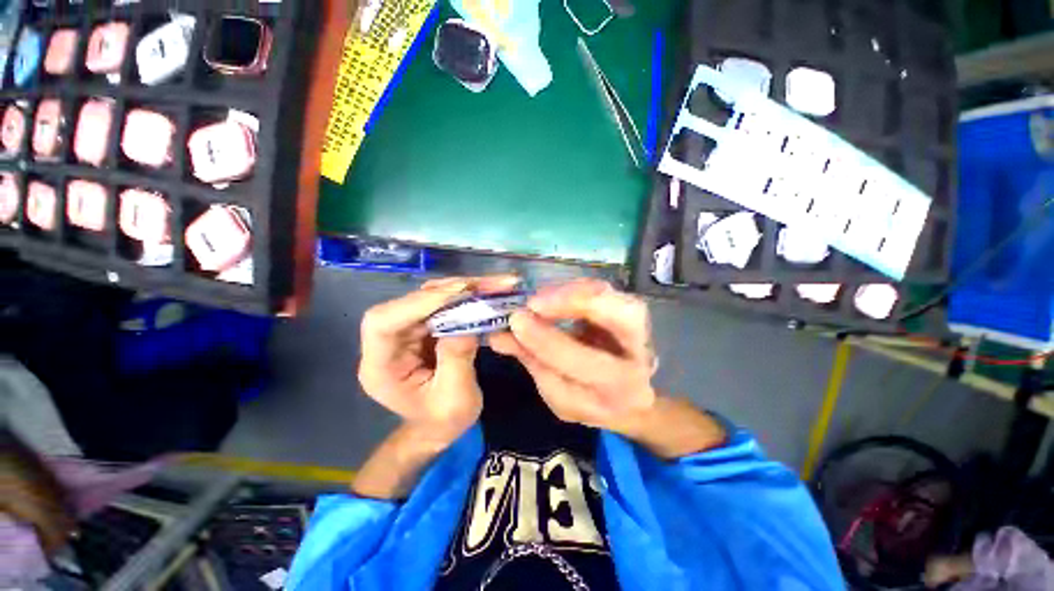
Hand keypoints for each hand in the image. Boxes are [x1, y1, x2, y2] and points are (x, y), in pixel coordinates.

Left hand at [358, 275, 519, 445]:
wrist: (440, 426)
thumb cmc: (444, 421)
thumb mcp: (456, 400)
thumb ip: (457, 361)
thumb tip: (466, 324)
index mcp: (381, 367)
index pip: (382, 323)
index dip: (417, 303)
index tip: (459, 293)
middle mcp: (388, 343)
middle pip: (409, 303)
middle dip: (449, 290)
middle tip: (487, 285)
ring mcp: (406, 332)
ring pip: (428, 297)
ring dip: (461, 288)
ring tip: (492, 285)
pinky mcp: (423, 327)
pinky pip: (442, 303)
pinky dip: (464, 296)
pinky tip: (484, 293)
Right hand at [489, 278, 657, 433]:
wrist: (629, 398)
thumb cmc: (589, 402)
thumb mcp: (558, 394)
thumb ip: (532, 361)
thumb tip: (498, 335)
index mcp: (621, 390)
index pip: (585, 363)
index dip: (548, 340)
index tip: (516, 320)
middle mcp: (642, 355)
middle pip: (625, 317)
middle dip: (575, 303)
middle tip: (534, 302)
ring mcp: (642, 328)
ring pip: (615, 296)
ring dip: (572, 291)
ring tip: (539, 298)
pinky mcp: (630, 310)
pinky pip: (605, 291)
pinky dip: (575, 288)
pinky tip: (553, 294)